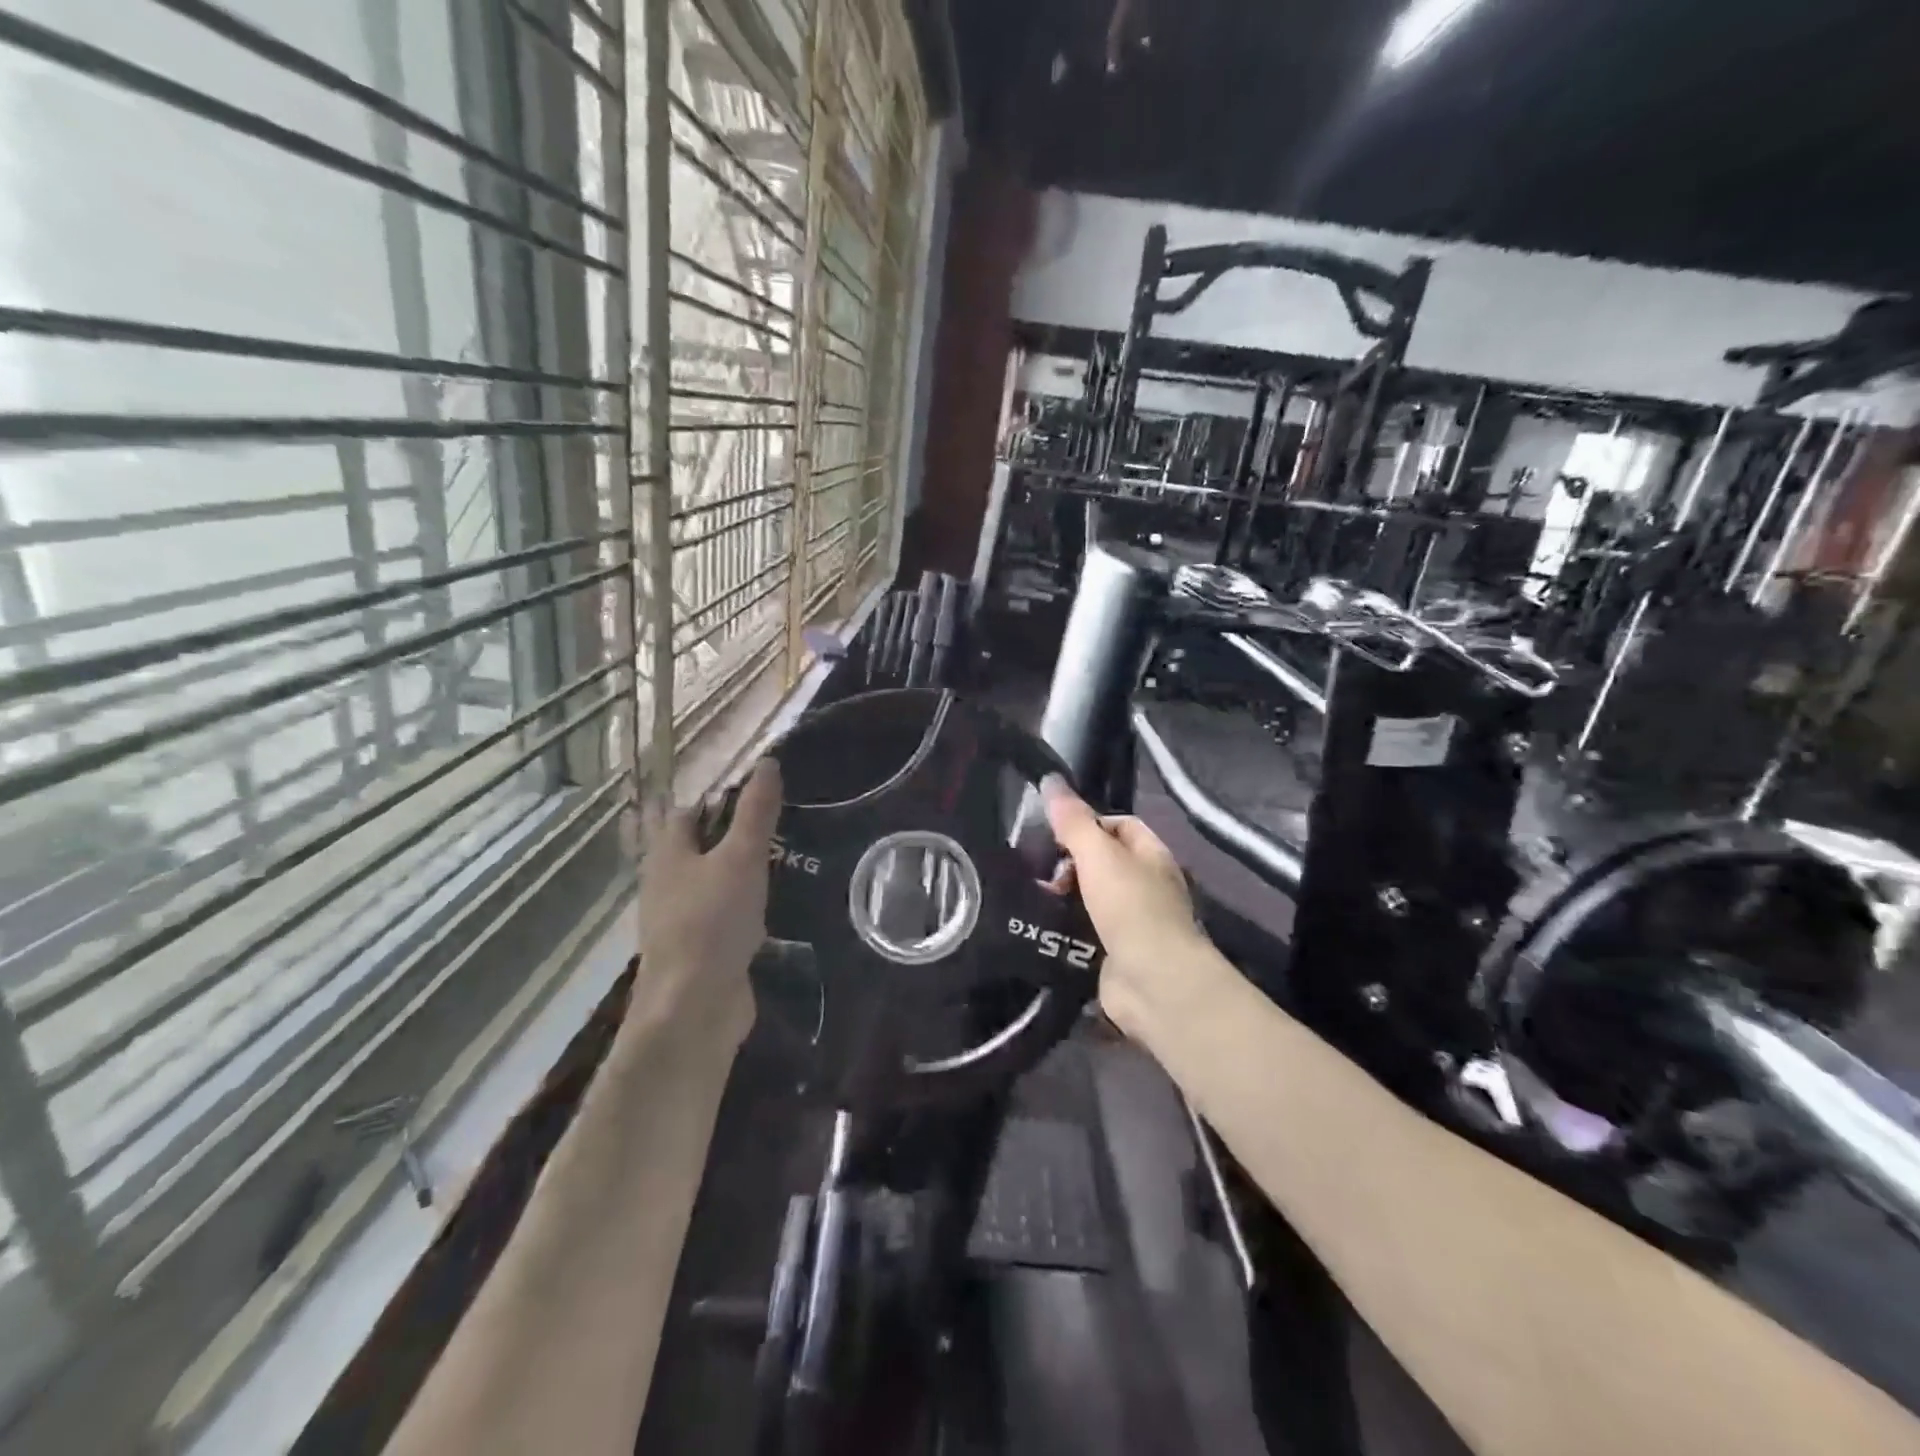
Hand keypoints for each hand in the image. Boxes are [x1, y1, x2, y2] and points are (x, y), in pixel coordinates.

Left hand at [630, 758, 781, 1050]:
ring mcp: (681, 920)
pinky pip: (722, 917)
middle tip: (779, 827)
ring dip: (739, 873)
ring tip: (783, 861)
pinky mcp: (699, 950)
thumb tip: (767, 762)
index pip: (690, 812)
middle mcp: (667, 883)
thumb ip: (755, 812)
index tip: (760, 796)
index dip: (721, 799)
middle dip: (732, 836)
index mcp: (668, 854)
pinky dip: (744, 907)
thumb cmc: (713, 922)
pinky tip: (772, 908)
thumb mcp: (741, 858)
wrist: (693, 1008)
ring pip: (711, 883)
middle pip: (698, 847)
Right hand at [1041, 777, 1210, 1038]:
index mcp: (1151, 855)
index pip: (1119, 825)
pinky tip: (1040, 929)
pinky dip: (1066, 931)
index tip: (1052, 833)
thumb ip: (1073, 821)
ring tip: (1033, 899)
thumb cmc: (1131, 908)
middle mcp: (1147, 886)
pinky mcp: (1117, 955)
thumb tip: (1050, 779)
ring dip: (1065, 899)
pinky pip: (1086, 934)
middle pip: (1104, 863)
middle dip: (1071, 864)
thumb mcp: (1098, 855)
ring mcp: (1134, 923)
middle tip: (1038, 870)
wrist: (1154, 983)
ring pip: (1092, 900)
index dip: (1087, 823)